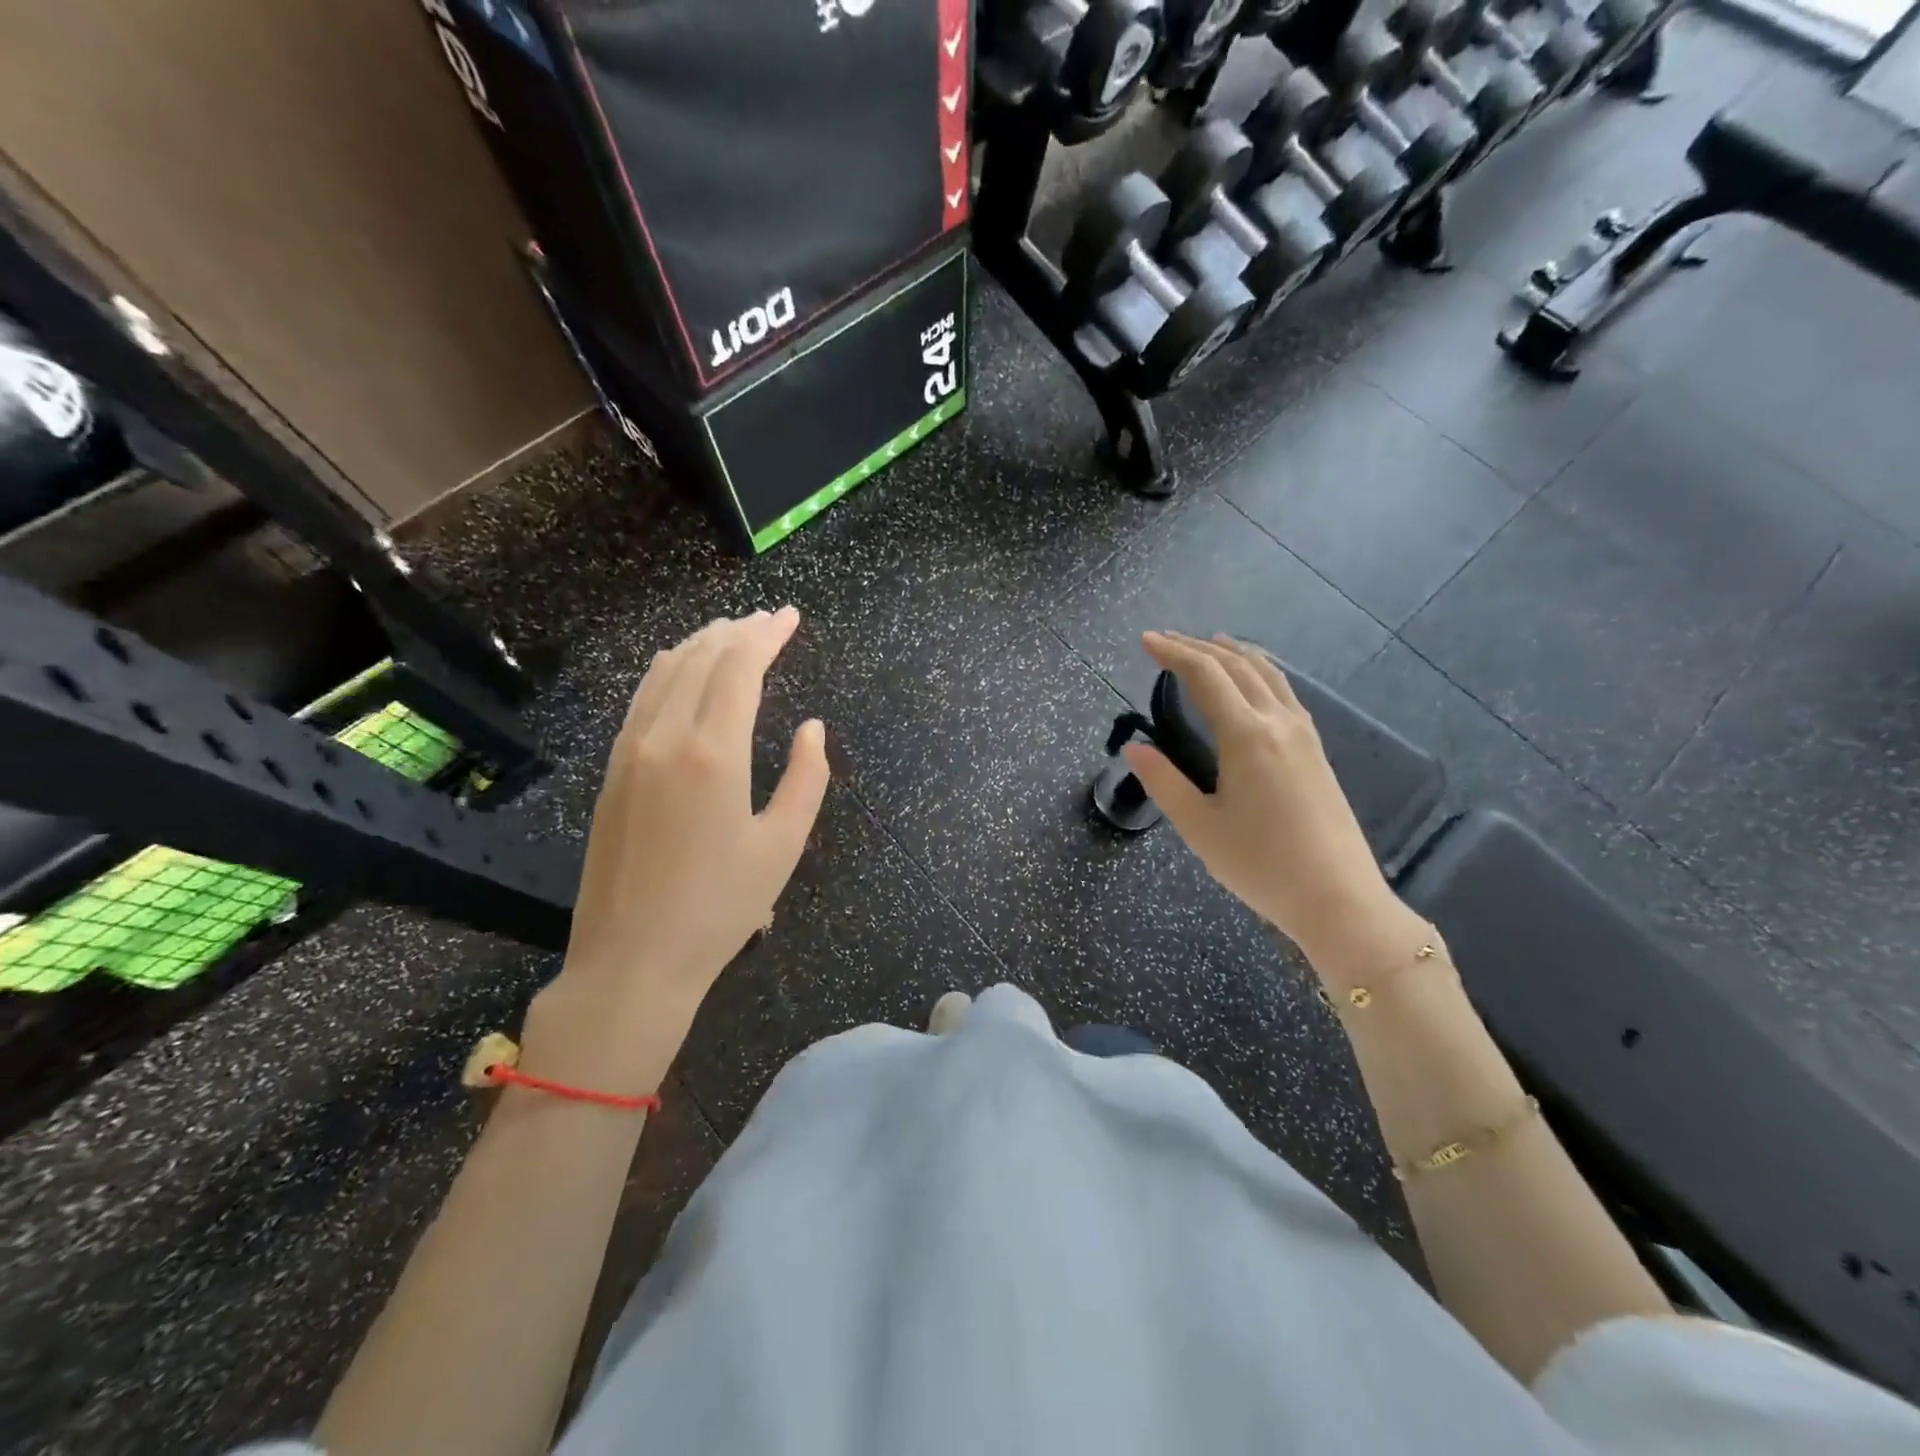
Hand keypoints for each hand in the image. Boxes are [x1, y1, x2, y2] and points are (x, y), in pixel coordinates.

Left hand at [526, 608, 829, 1091]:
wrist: (632, 960)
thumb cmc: (720, 907)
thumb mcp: (783, 845)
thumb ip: (807, 778)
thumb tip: (812, 727)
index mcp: (712, 753)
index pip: (739, 668)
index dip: (767, 635)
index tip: (790, 617)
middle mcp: (664, 738)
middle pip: (701, 659)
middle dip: (738, 632)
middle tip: (769, 620)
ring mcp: (629, 752)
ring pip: (664, 673)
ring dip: (701, 645)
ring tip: (730, 632)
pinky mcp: (611, 772)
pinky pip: (642, 700)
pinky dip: (668, 671)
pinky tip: (680, 670)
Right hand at [1122, 632, 1390, 958]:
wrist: (1337, 898)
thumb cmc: (1260, 864)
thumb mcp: (1199, 827)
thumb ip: (1163, 782)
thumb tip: (1134, 748)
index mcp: (1246, 736)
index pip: (1205, 675)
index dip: (1173, 653)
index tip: (1145, 641)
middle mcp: (1277, 723)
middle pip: (1236, 666)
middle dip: (1198, 646)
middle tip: (1166, 639)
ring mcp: (1303, 734)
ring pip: (1268, 674)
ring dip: (1234, 653)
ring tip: (1211, 642)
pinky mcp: (1316, 750)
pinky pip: (1285, 691)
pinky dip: (1261, 671)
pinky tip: (1255, 681)